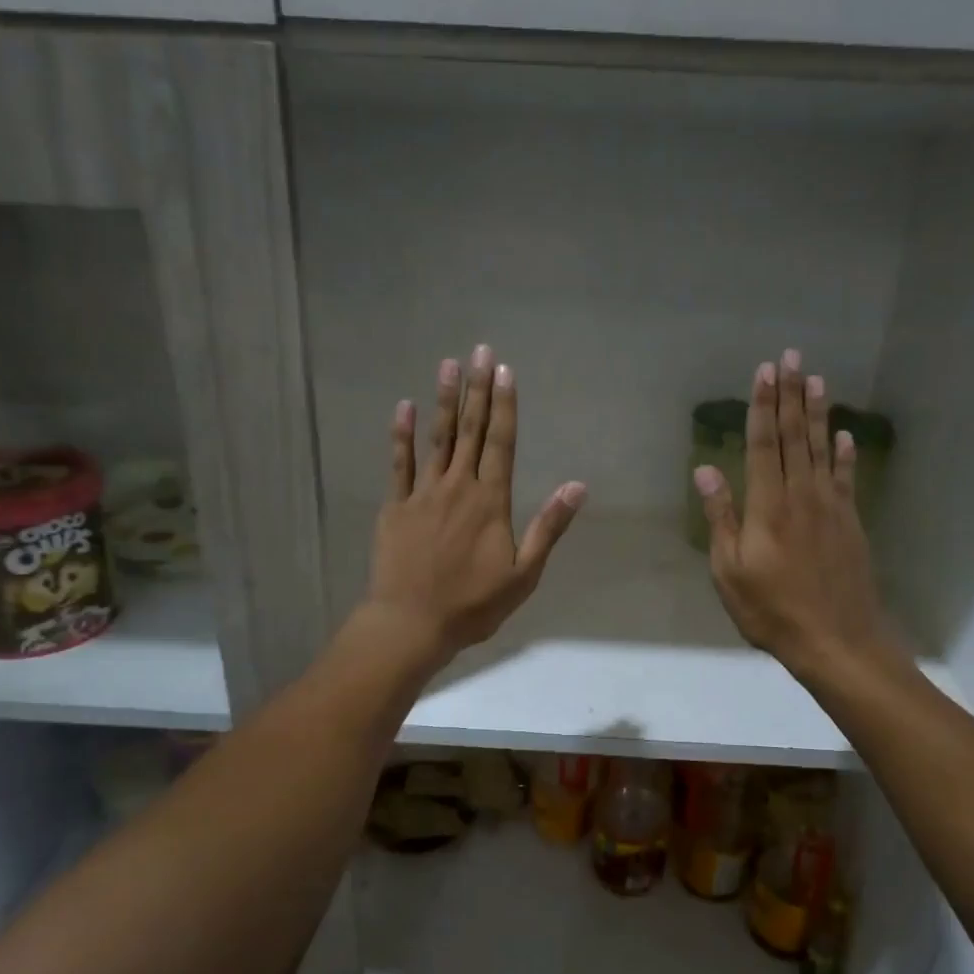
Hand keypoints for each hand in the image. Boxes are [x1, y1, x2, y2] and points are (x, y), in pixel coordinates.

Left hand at [364, 344, 584, 666]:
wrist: (412, 623)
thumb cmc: (473, 604)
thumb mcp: (523, 574)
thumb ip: (548, 527)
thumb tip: (577, 486)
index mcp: (490, 501)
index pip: (501, 443)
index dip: (504, 405)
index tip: (505, 371)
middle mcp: (458, 487)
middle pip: (470, 431)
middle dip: (478, 389)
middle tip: (481, 351)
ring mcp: (423, 494)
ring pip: (436, 438)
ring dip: (445, 401)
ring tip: (449, 365)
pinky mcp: (395, 507)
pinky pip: (399, 464)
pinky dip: (401, 435)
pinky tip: (405, 408)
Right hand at [695, 349, 904, 684]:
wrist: (837, 641)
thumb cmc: (772, 610)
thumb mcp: (730, 571)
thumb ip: (721, 518)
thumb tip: (705, 471)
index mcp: (768, 506)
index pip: (765, 444)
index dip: (763, 406)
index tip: (765, 372)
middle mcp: (802, 495)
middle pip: (795, 436)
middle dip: (791, 395)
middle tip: (791, 357)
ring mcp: (831, 507)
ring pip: (822, 449)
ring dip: (818, 413)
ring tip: (816, 379)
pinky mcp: (850, 523)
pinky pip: (847, 478)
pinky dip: (845, 454)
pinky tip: (844, 436)